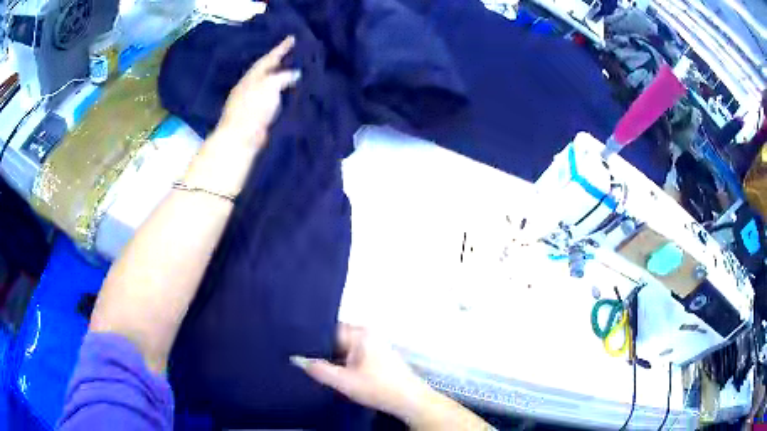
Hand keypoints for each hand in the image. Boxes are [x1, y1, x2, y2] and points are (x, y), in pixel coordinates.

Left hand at [184, 36, 299, 196]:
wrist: (241, 139)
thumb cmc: (252, 108)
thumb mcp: (268, 86)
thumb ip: (282, 77)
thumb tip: (295, 73)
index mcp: (253, 76)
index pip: (269, 58)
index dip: (281, 48)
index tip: (293, 37)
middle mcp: (253, 86)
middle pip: (270, 70)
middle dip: (282, 61)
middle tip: (298, 52)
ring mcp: (255, 101)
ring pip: (273, 84)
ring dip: (284, 77)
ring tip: (299, 69)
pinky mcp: (261, 115)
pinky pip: (277, 98)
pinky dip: (285, 92)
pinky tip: (294, 92)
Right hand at [291, 324, 431, 421]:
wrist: (409, 401)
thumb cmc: (378, 388)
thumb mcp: (344, 381)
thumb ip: (319, 369)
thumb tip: (296, 359)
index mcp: (361, 333)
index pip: (328, 329)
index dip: (311, 338)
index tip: (293, 346)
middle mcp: (368, 334)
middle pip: (335, 338)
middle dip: (320, 349)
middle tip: (299, 358)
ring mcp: (374, 345)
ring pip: (344, 348)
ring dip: (331, 357)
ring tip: (313, 365)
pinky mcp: (377, 356)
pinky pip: (353, 354)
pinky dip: (342, 362)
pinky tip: (334, 372)